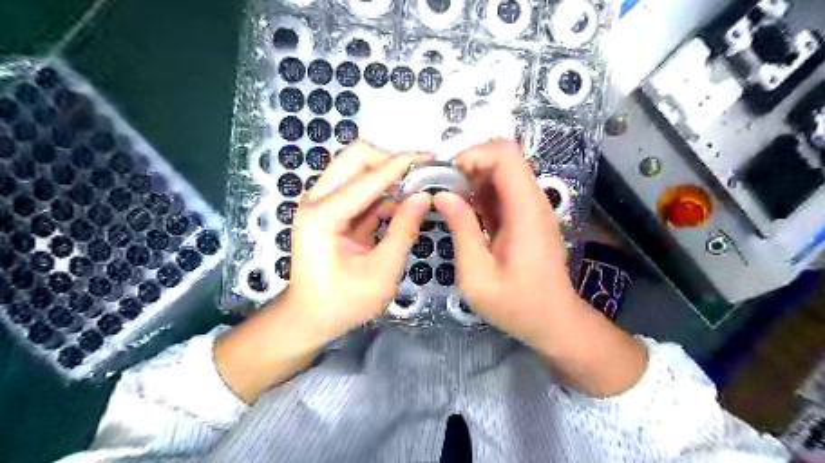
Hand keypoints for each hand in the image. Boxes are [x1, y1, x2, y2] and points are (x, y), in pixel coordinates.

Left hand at [211, 143, 431, 403]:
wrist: (310, 317)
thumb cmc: (344, 302)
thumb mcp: (382, 272)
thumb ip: (404, 231)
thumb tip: (424, 197)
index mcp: (323, 216)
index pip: (368, 178)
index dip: (402, 164)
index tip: (431, 156)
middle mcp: (317, 201)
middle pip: (355, 158)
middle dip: (390, 160)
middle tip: (420, 172)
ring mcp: (321, 203)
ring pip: (356, 168)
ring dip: (387, 172)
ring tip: (417, 184)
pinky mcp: (330, 210)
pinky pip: (359, 188)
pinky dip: (382, 190)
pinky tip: (403, 200)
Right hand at [433, 138, 579, 343]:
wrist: (554, 322)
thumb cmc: (517, 305)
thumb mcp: (478, 275)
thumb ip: (462, 230)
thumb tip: (442, 195)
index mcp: (525, 211)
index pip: (505, 156)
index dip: (473, 155)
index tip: (447, 177)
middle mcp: (533, 202)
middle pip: (505, 158)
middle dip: (470, 165)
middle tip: (444, 189)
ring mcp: (532, 209)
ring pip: (503, 172)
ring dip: (474, 179)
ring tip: (451, 202)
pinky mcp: (527, 218)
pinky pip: (504, 192)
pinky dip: (482, 194)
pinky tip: (466, 214)